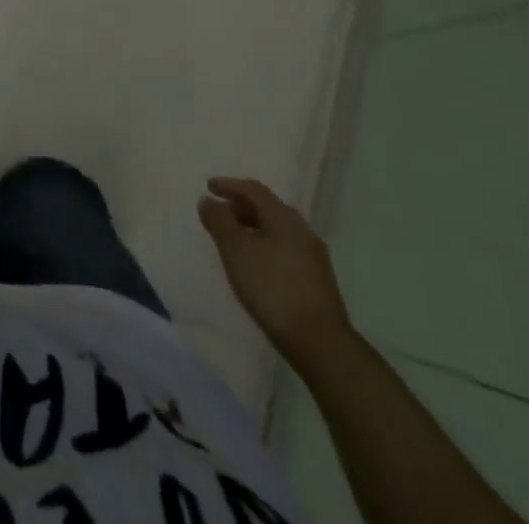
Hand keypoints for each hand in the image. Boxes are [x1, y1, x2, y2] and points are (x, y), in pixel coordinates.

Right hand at [199, 176, 353, 365]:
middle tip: (219, 212)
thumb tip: (208, 200)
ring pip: (277, 230)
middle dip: (240, 206)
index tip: (208, 186)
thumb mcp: (235, 250)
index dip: (229, 184)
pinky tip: (255, 263)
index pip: (254, 189)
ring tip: (233, 238)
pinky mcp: (316, 280)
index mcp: (284, 218)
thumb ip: (218, 220)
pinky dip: (265, 245)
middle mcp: (302, 231)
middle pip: (267, 208)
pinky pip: (285, 248)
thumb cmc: (272, 288)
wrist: (320, 343)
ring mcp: (313, 257)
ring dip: (252, 227)